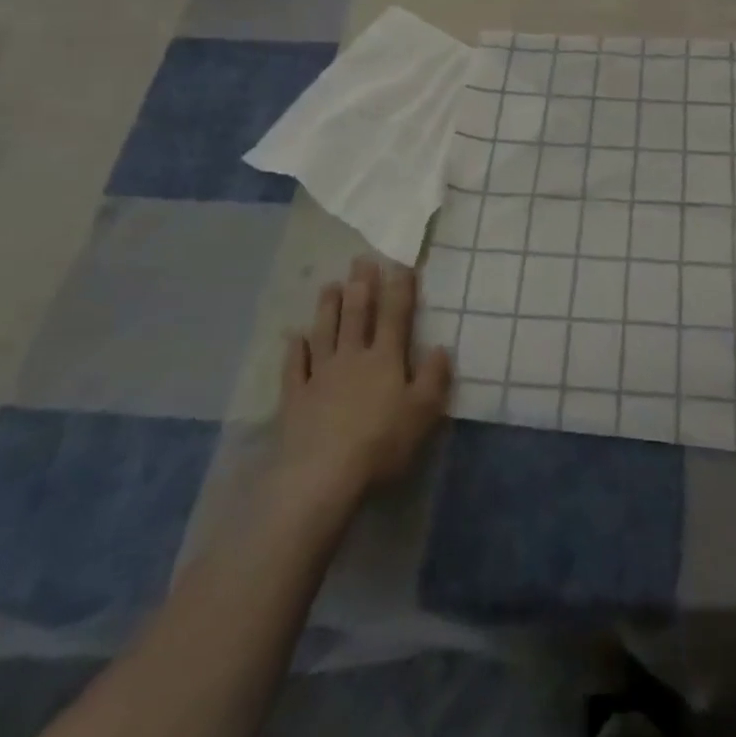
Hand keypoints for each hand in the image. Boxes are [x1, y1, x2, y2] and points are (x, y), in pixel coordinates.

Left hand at [275, 257, 452, 502]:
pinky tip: (295, 337)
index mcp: (386, 359)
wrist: (323, 475)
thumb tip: (441, 347)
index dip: (399, 289)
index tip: (399, 263)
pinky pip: (294, 367)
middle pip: (357, 315)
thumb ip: (433, 378)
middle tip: (360, 260)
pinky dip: (295, 350)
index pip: (395, 316)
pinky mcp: (295, 398)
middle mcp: (352, 358)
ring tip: (330, 285)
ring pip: (325, 333)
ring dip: (328, 308)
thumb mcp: (423, 413)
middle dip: (361, 286)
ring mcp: (320, 376)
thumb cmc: (381, 443)